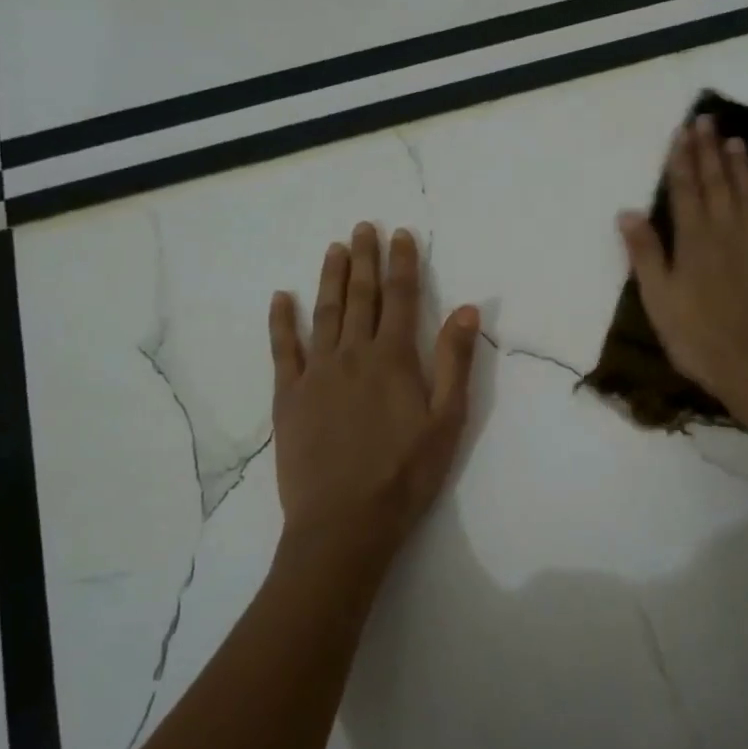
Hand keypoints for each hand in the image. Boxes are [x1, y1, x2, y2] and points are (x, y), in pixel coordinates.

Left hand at [268, 223, 478, 586]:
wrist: (345, 521)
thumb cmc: (406, 474)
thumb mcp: (447, 420)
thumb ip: (454, 362)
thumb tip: (465, 309)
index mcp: (394, 358)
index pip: (400, 298)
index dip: (402, 264)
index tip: (401, 235)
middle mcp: (353, 354)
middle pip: (360, 297)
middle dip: (364, 259)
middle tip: (364, 227)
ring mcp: (316, 373)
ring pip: (324, 313)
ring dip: (330, 278)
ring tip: (334, 248)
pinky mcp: (289, 396)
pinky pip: (283, 349)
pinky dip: (282, 321)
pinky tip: (281, 298)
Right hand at [617, 115, 747, 410]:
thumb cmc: (698, 338)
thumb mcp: (658, 300)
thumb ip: (645, 254)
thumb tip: (627, 212)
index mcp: (694, 240)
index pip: (686, 190)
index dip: (682, 160)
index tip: (682, 132)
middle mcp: (729, 230)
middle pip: (718, 183)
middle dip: (710, 150)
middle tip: (707, 120)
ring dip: (742, 166)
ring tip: (736, 140)